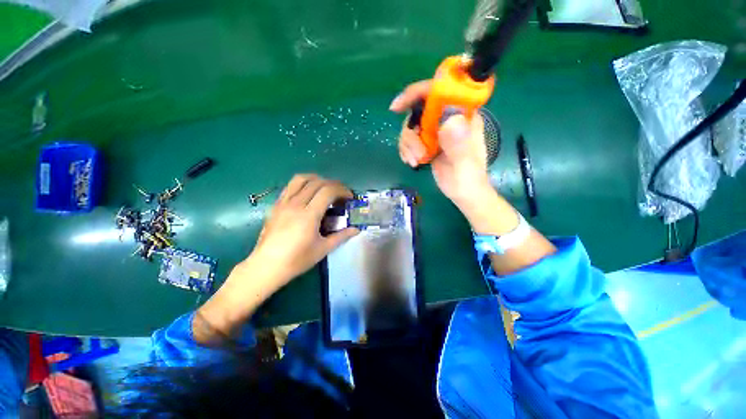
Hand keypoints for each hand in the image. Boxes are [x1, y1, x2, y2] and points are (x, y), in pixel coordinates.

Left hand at [250, 174, 359, 284]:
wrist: (266, 266)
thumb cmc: (297, 260)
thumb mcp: (323, 249)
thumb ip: (341, 236)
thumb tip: (357, 229)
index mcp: (309, 215)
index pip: (328, 191)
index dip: (342, 190)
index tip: (349, 198)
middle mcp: (296, 204)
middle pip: (317, 182)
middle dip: (333, 184)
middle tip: (341, 194)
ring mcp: (284, 203)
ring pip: (301, 179)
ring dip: (317, 179)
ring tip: (325, 188)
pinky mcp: (276, 205)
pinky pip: (290, 186)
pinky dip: (303, 184)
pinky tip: (308, 194)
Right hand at [390, 80, 493, 208]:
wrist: (463, 193)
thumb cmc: (469, 180)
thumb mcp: (465, 165)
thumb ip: (459, 145)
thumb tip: (449, 121)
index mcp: (463, 117)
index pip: (441, 92)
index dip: (418, 93)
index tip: (398, 107)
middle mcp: (448, 120)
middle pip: (419, 111)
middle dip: (411, 133)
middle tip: (416, 154)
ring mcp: (437, 131)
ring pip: (412, 127)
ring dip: (408, 145)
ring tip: (416, 162)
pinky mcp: (428, 142)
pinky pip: (410, 140)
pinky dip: (406, 150)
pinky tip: (413, 162)